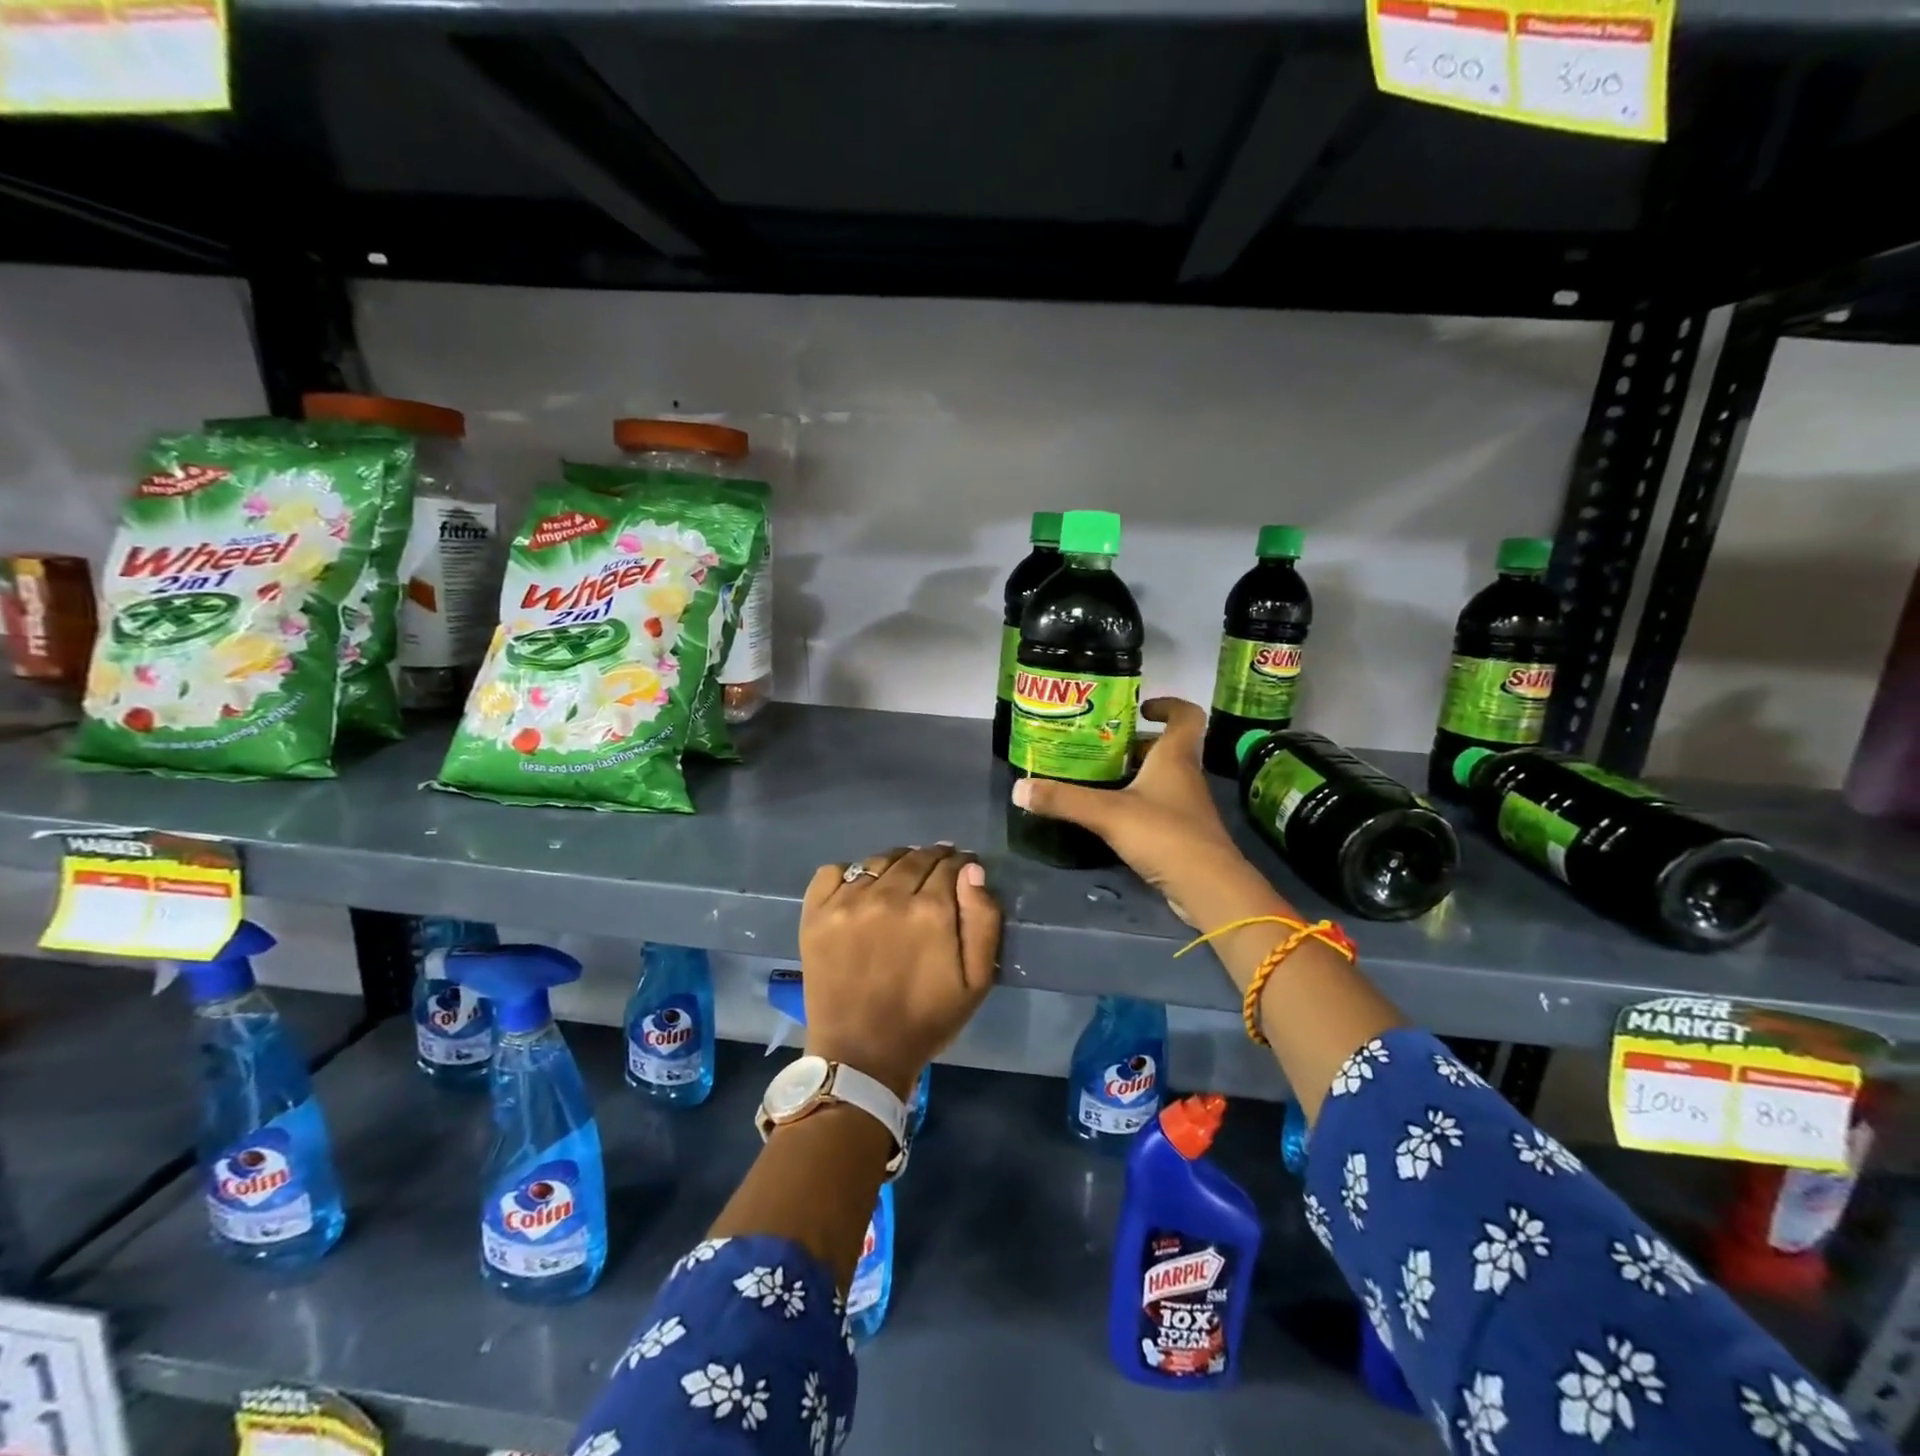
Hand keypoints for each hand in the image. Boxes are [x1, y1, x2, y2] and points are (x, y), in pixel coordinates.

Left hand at [798, 845, 1000, 1098]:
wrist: (861, 1055)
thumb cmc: (926, 1020)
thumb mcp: (977, 981)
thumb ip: (983, 920)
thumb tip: (972, 871)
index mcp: (931, 910)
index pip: (950, 865)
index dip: (960, 865)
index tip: (962, 872)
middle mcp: (888, 895)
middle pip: (915, 857)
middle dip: (932, 860)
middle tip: (935, 874)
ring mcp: (847, 902)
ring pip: (879, 861)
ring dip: (896, 864)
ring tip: (900, 880)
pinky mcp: (816, 913)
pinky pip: (834, 871)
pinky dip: (851, 873)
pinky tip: (860, 890)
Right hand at [1011, 697, 1261, 924]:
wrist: (1207, 887)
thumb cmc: (1164, 835)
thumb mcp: (1107, 813)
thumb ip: (1064, 800)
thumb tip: (1019, 788)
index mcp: (1175, 758)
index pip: (1185, 716)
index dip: (1168, 705)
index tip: (1140, 707)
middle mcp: (1184, 776)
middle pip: (1166, 748)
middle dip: (1135, 744)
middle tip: (1099, 746)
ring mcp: (1186, 807)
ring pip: (1160, 779)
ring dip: (1133, 775)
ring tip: (1096, 778)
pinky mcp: (1182, 835)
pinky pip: (1158, 808)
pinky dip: (1136, 805)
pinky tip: (1110, 816)